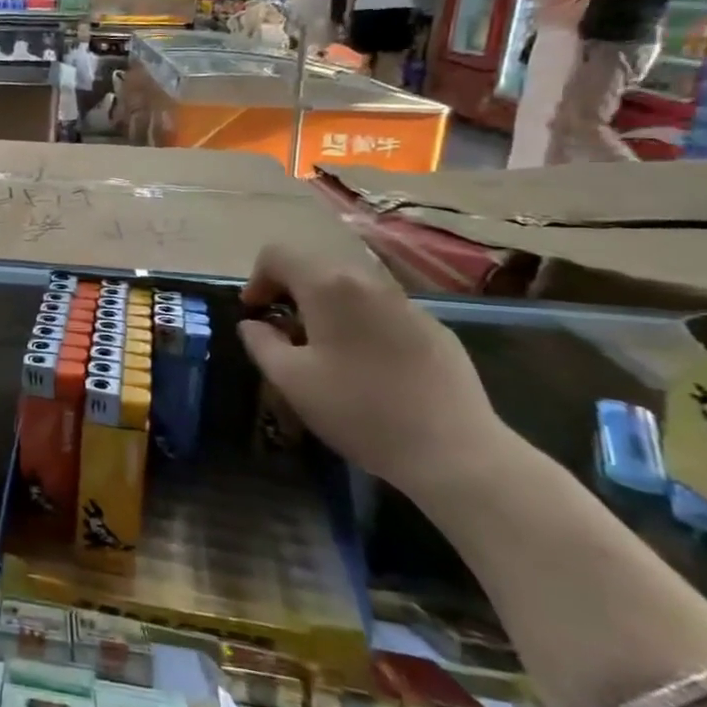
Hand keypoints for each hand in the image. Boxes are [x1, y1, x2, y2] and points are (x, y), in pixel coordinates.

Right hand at [236, 244, 504, 494]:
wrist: (453, 452)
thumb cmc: (358, 411)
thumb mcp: (290, 380)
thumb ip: (261, 343)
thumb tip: (253, 324)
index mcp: (329, 287)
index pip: (278, 254)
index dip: (256, 279)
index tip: (255, 314)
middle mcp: (369, 282)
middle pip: (316, 267)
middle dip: (290, 292)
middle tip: (282, 332)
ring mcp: (408, 304)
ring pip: (351, 289)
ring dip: (325, 307)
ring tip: (322, 350)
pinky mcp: (436, 329)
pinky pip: (383, 311)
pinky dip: (360, 324)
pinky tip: (366, 367)